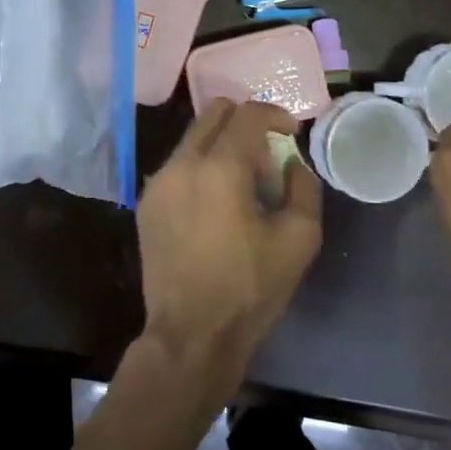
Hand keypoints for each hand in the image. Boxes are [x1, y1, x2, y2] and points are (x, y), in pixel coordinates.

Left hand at [136, 99, 322, 375]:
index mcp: (220, 168)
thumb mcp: (299, 239)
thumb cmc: (250, 288)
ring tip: (242, 185)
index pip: (248, 114)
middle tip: (266, 156)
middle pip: (213, 113)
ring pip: (192, 138)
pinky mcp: (147, 203)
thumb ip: (304, 188)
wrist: (191, 335)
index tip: (291, 132)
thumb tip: (292, 164)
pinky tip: (216, 204)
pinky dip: (201, 167)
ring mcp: (158, 183)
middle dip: (245, 122)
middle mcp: (182, 164)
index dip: (276, 114)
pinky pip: (178, 165)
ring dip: (222, 145)